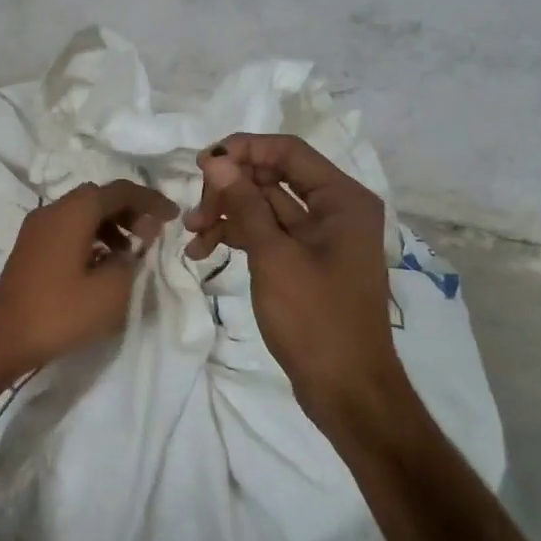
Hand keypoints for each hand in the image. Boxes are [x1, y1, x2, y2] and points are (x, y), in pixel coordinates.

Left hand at [0, 179, 178, 375]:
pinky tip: (103, 264)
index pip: (120, 191)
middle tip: (152, 235)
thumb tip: (140, 237)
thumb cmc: (60, 312)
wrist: (2, 339)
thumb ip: (133, 256)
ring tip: (131, 252)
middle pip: (98, 197)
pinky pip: (67, 229)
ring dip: (111, 225)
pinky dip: (91, 236)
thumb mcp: (110, 290)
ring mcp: (36, 228)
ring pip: (82, 213)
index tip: (174, 216)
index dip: (150, 201)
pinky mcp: (30, 247)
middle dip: (130, 211)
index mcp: (73, 212)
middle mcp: (52, 210)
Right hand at [185, 135, 404, 429]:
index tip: (200, 164)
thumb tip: (216, 161)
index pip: (288, 151)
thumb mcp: (273, 257)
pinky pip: (268, 234)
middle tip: (195, 214)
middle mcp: (335, 209)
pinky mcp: (305, 261)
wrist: (347, 390)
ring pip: (265, 207)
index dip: (243, 150)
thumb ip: (244, 204)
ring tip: (192, 235)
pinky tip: (205, 251)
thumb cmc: (315, 319)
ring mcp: (320, 237)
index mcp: (342, 199)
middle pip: (273, 177)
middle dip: (230, 189)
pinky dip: (239, 237)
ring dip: (228, 214)